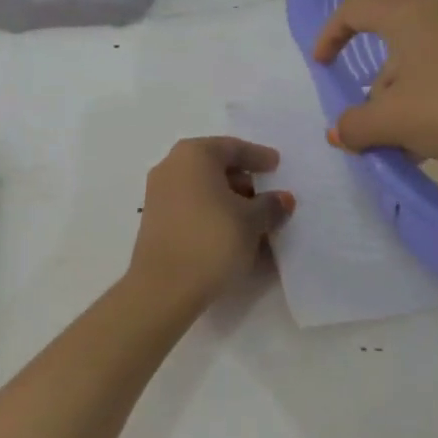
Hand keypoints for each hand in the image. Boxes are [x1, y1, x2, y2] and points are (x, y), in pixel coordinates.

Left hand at [127, 137, 294, 316]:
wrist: (163, 289)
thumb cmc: (212, 241)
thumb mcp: (251, 222)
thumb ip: (270, 206)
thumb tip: (282, 199)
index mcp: (194, 155)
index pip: (232, 148)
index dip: (258, 156)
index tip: (277, 165)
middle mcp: (171, 166)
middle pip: (214, 166)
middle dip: (243, 180)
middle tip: (266, 195)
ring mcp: (158, 194)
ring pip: (202, 188)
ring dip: (228, 199)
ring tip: (253, 220)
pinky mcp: (154, 221)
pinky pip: (191, 206)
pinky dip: (212, 213)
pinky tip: (231, 233)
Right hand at [314, 0, 437, 165]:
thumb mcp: (394, 121)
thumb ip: (355, 125)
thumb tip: (338, 131)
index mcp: (405, 13)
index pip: (353, 10)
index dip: (329, 36)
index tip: (321, 66)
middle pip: (388, 41)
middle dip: (375, 86)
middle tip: (375, 124)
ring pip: (420, 59)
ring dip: (405, 96)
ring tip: (412, 141)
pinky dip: (434, 95)